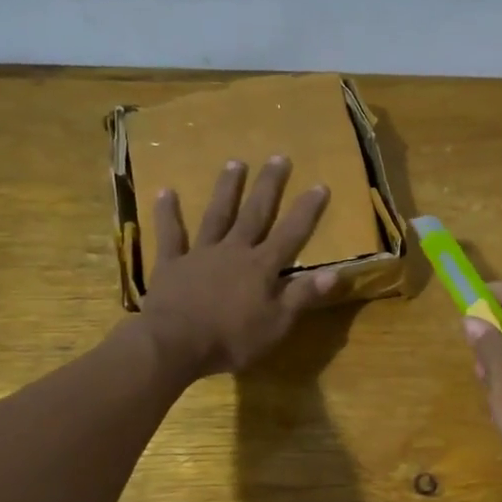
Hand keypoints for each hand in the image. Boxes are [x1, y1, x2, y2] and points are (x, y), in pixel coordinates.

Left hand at [140, 156, 339, 379]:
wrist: (174, 344)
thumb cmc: (231, 339)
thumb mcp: (276, 324)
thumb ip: (302, 296)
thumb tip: (335, 273)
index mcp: (262, 267)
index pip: (291, 234)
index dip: (307, 211)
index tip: (320, 185)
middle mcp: (234, 251)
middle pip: (255, 214)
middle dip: (270, 186)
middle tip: (279, 157)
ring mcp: (201, 254)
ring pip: (217, 215)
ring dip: (227, 189)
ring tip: (236, 162)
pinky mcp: (172, 263)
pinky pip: (171, 234)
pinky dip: (167, 213)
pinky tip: (165, 191)